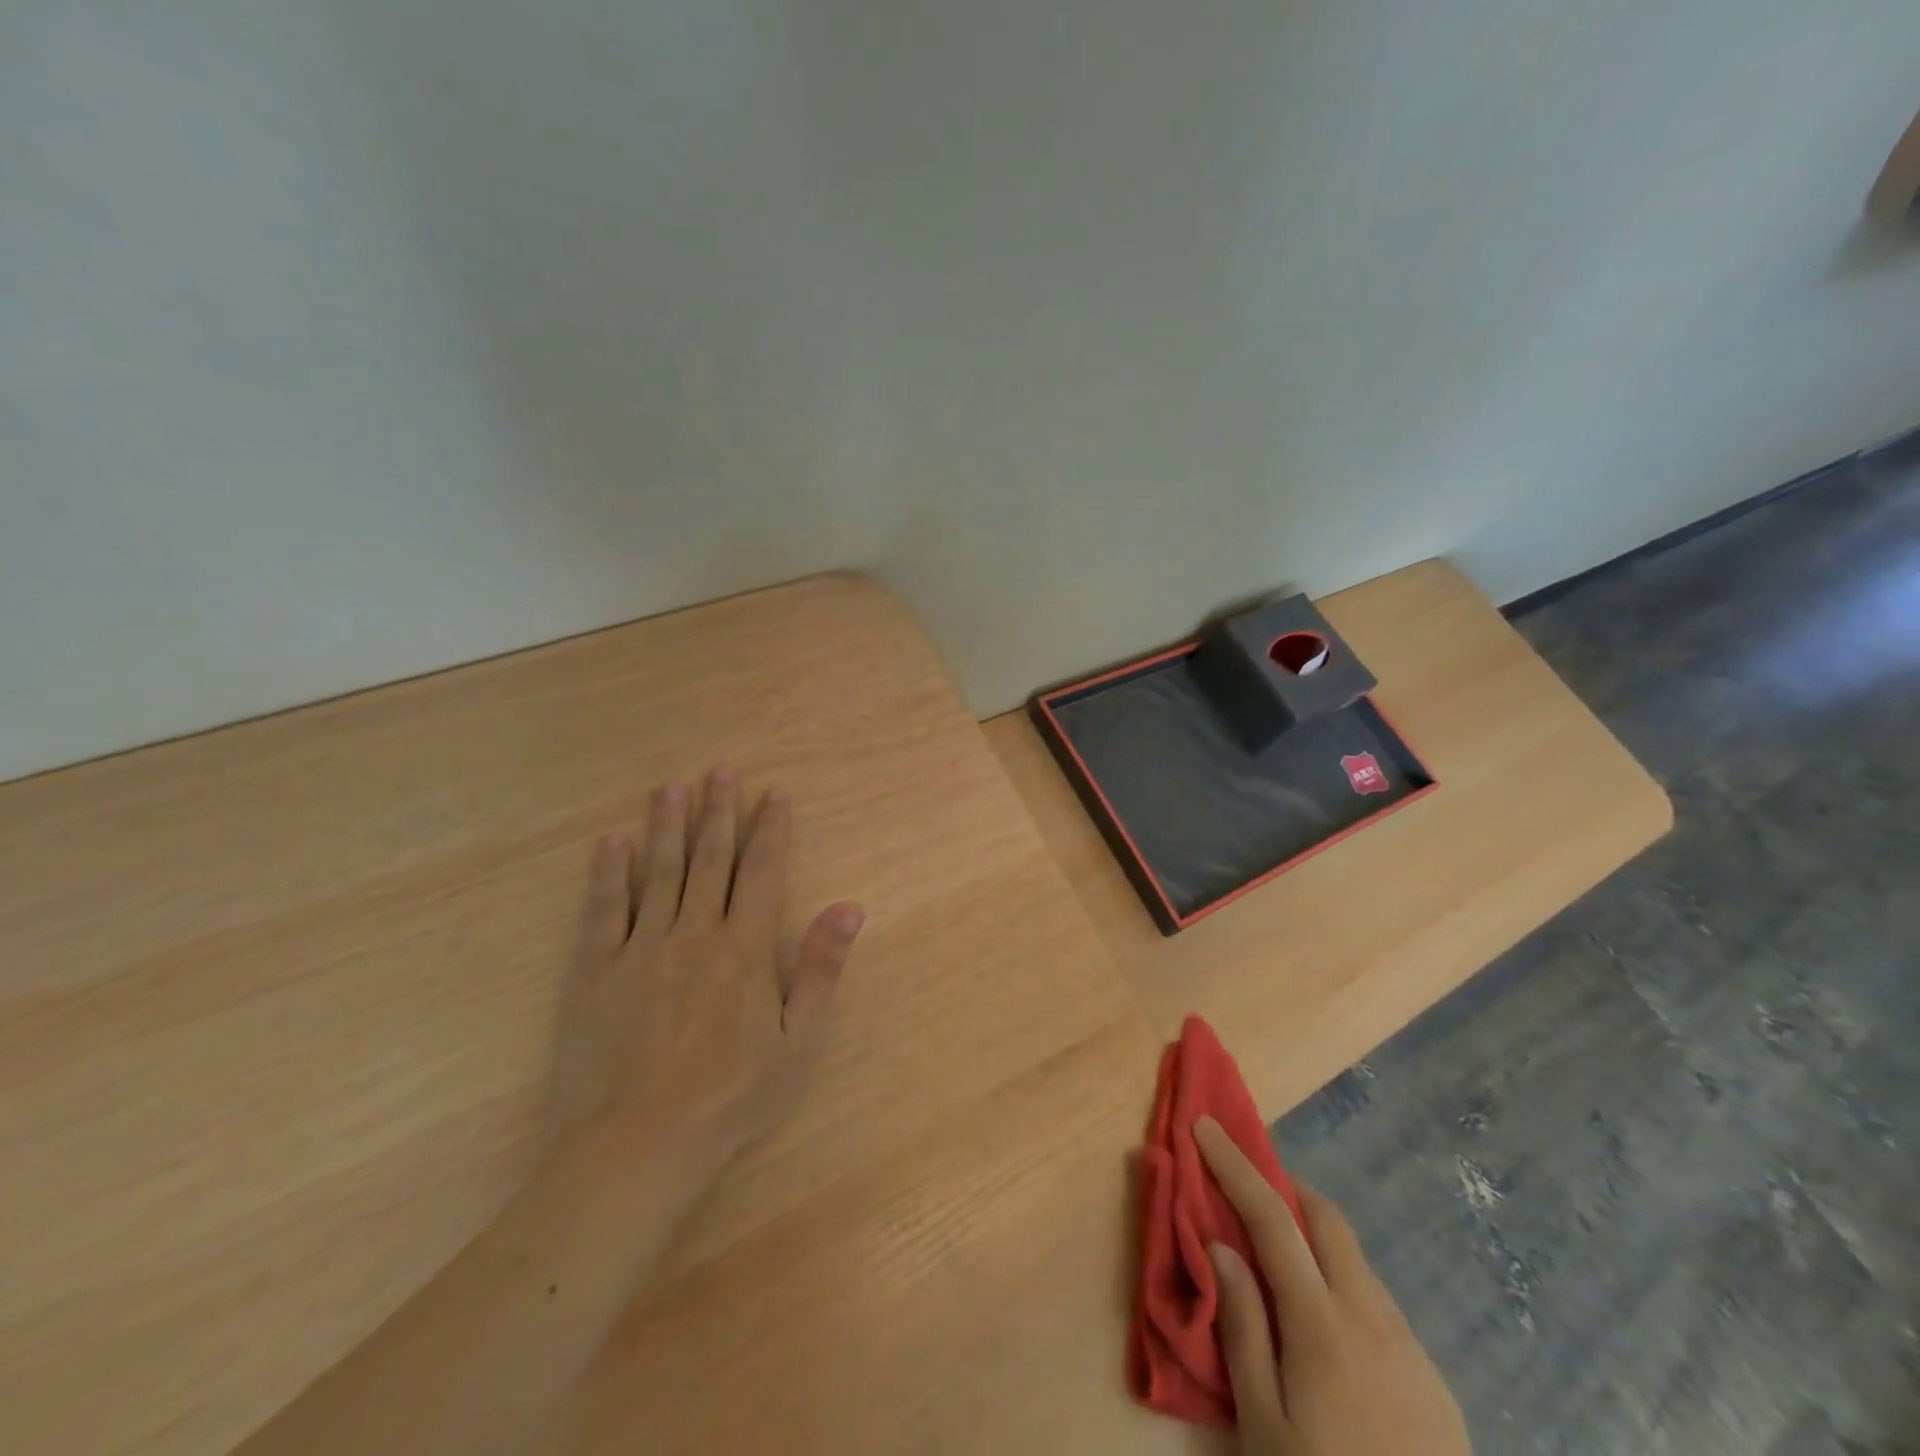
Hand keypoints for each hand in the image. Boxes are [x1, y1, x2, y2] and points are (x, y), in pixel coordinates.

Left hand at [552, 766, 864, 1174]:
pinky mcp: (595, 971)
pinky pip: (602, 911)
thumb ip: (820, 968)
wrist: (636, 1146)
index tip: (773, 793)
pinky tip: (611, 842)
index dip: (770, 830)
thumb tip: (850, 906)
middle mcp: (694, 934)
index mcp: (744, 949)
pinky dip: (607, 874)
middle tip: (721, 770)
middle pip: (710, 860)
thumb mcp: (798, 1041)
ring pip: (658, 872)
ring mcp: (640, 949)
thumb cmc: (730, 1097)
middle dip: (719, 812)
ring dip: (667, 826)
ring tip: (671, 787)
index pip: (762, 873)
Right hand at [1194, 1117, 1471, 1455]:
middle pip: (1327, 1219)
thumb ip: (1242, 1327)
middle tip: (1246, 1184)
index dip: (1236, 1165)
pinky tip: (1326, 1326)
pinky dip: (1342, 1282)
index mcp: (1323, 1323)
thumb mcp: (1262, 1425)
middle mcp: (1372, 1317)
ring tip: (1280, 1259)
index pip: (1272, 1217)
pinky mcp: (1434, 1382)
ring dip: (1314, 1236)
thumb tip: (1221, 1244)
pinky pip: (1379, 1303)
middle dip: (1284, 1185)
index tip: (1207, 1126)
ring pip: (1356, 1260)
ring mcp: (1411, 1348)